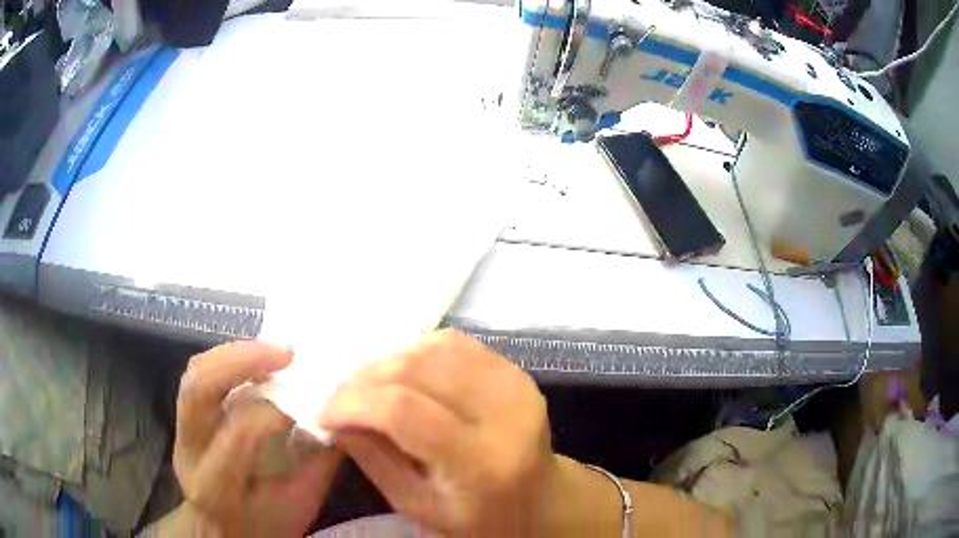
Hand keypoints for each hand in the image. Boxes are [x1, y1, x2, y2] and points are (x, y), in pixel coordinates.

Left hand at [173, 341, 342, 536]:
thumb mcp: (299, 505)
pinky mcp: (184, 418)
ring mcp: (181, 431)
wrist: (225, 532)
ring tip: (273, 352)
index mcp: (217, 485)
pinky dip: (227, 359)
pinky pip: (199, 375)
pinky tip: (255, 362)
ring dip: (235, 353)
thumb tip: (339, 417)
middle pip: (200, 388)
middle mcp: (190, 452)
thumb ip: (317, 464)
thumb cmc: (266, 526)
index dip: (274, 410)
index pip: (238, 432)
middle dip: (243, 361)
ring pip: (195, 373)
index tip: (309, 402)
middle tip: (286, 356)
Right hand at [318, 329, 553, 535]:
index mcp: (482, 462)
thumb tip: (335, 417)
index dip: (352, 403)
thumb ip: (373, 459)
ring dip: (387, 361)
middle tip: (339, 398)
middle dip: (363, 379)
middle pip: (415, 369)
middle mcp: (504, 413)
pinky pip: (454, 343)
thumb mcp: (419, 507)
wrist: (543, 500)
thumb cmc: (480, 519)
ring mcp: (515, 384)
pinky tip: (401, 375)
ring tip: (366, 387)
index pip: (402, 411)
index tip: (324, 413)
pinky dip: (416, 351)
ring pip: (432, 347)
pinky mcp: (515, 370)